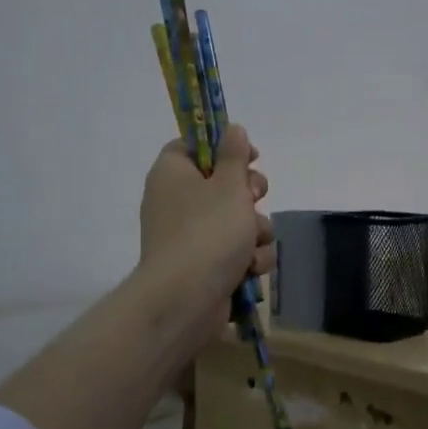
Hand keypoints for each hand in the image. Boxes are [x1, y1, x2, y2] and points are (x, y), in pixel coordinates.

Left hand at [136, 125, 275, 352]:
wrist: (186, 300)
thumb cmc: (208, 232)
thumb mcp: (228, 185)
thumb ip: (234, 155)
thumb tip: (232, 129)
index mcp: (172, 174)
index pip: (192, 147)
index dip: (223, 147)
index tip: (250, 156)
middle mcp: (176, 203)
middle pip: (221, 185)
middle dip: (249, 195)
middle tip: (254, 198)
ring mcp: (189, 238)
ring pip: (236, 222)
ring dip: (255, 232)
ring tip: (253, 244)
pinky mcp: (203, 267)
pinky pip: (234, 253)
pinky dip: (247, 259)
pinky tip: (250, 269)